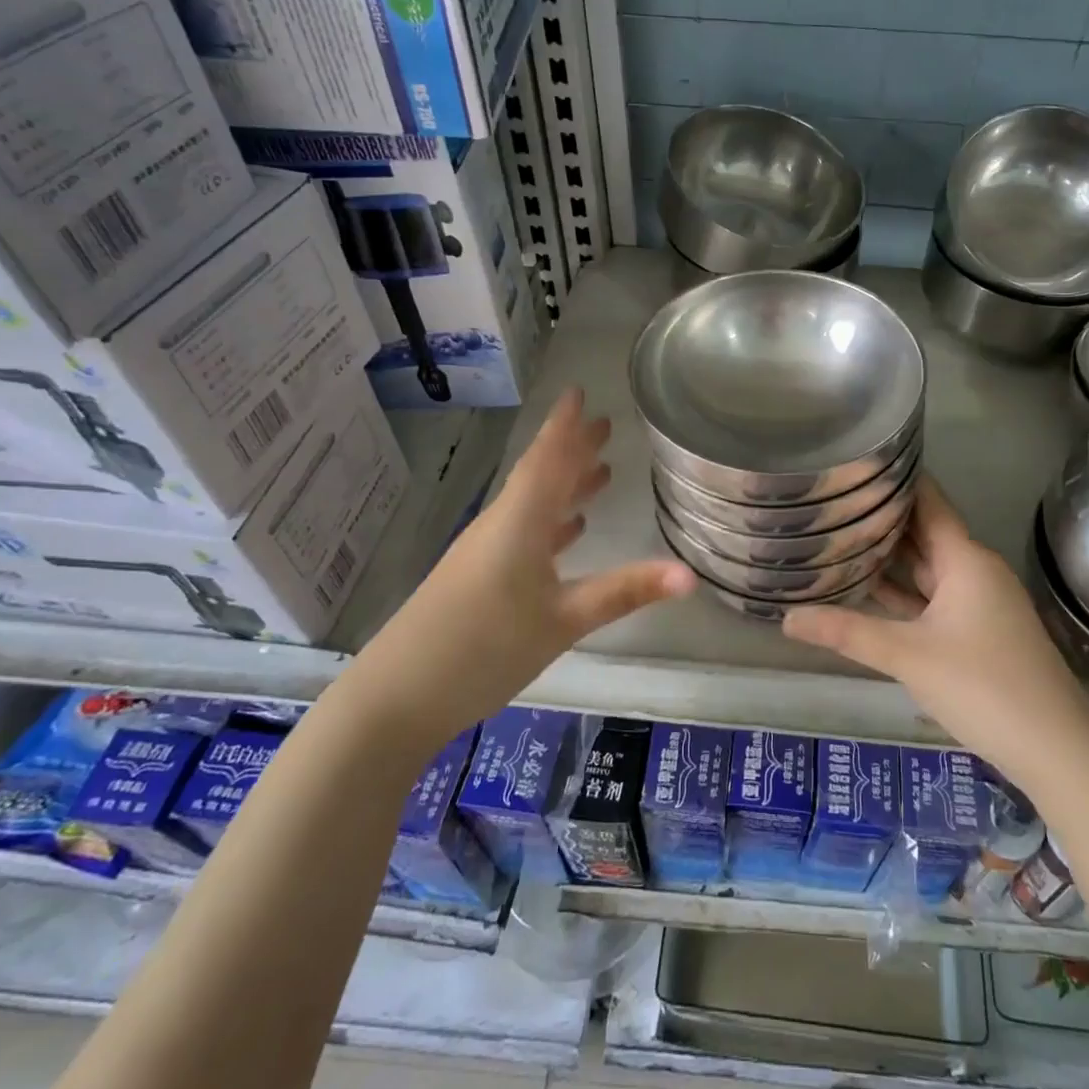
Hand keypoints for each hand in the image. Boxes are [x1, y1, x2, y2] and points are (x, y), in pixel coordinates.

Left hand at [362, 390, 695, 724]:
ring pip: (535, 505)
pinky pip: (524, 533)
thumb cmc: (484, 647)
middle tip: (606, 425)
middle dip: (574, 449)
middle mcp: (502, 526)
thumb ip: (626, 592)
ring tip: (601, 471)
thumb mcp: (564, 620)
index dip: (565, 425)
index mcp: (520, 521)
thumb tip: (691, 574)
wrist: (398, 697)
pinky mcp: (480, 578)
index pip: (547, 459)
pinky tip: (569, 530)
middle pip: (542, 476)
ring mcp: (487, 552)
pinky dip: (551, 523)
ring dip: (566, 485)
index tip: (580, 391)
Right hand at [783, 476, 1088, 791]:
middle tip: (833, 500)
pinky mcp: (979, 630)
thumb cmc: (983, 686)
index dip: (897, 479)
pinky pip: (934, 597)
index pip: (928, 501)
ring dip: (891, 558)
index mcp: (965, 559)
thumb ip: (847, 632)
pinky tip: (870, 592)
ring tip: (840, 538)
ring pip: (927, 568)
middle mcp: (974, 570)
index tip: (857, 462)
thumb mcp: (908, 656)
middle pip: (924, 533)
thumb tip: (786, 618)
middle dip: (882, 519)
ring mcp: (979, 602)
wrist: (1056, 749)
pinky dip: (905, 593)